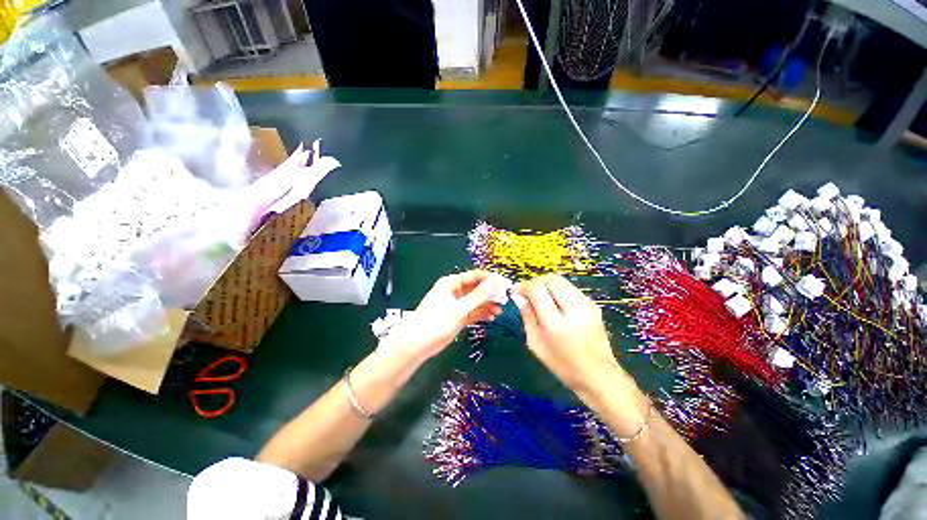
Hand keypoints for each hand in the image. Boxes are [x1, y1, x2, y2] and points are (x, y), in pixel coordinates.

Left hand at [379, 270, 503, 362]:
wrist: (416, 345)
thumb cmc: (436, 322)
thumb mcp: (459, 309)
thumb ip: (478, 295)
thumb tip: (495, 282)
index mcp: (452, 283)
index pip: (476, 276)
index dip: (491, 279)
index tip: (506, 285)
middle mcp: (454, 291)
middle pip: (477, 288)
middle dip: (490, 294)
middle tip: (505, 301)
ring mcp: (455, 304)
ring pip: (475, 301)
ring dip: (487, 305)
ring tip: (499, 311)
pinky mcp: (456, 316)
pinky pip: (472, 311)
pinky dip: (481, 313)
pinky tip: (491, 317)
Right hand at [513, 275, 623, 394]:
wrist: (599, 375)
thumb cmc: (563, 365)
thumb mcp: (536, 344)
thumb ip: (527, 317)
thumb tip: (519, 297)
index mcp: (556, 322)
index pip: (537, 289)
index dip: (524, 286)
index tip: (516, 292)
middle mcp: (574, 308)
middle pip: (550, 279)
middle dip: (535, 282)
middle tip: (526, 292)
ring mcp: (586, 304)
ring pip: (561, 280)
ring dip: (545, 284)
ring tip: (538, 296)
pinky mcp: (592, 304)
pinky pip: (569, 287)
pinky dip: (556, 289)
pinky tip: (552, 302)